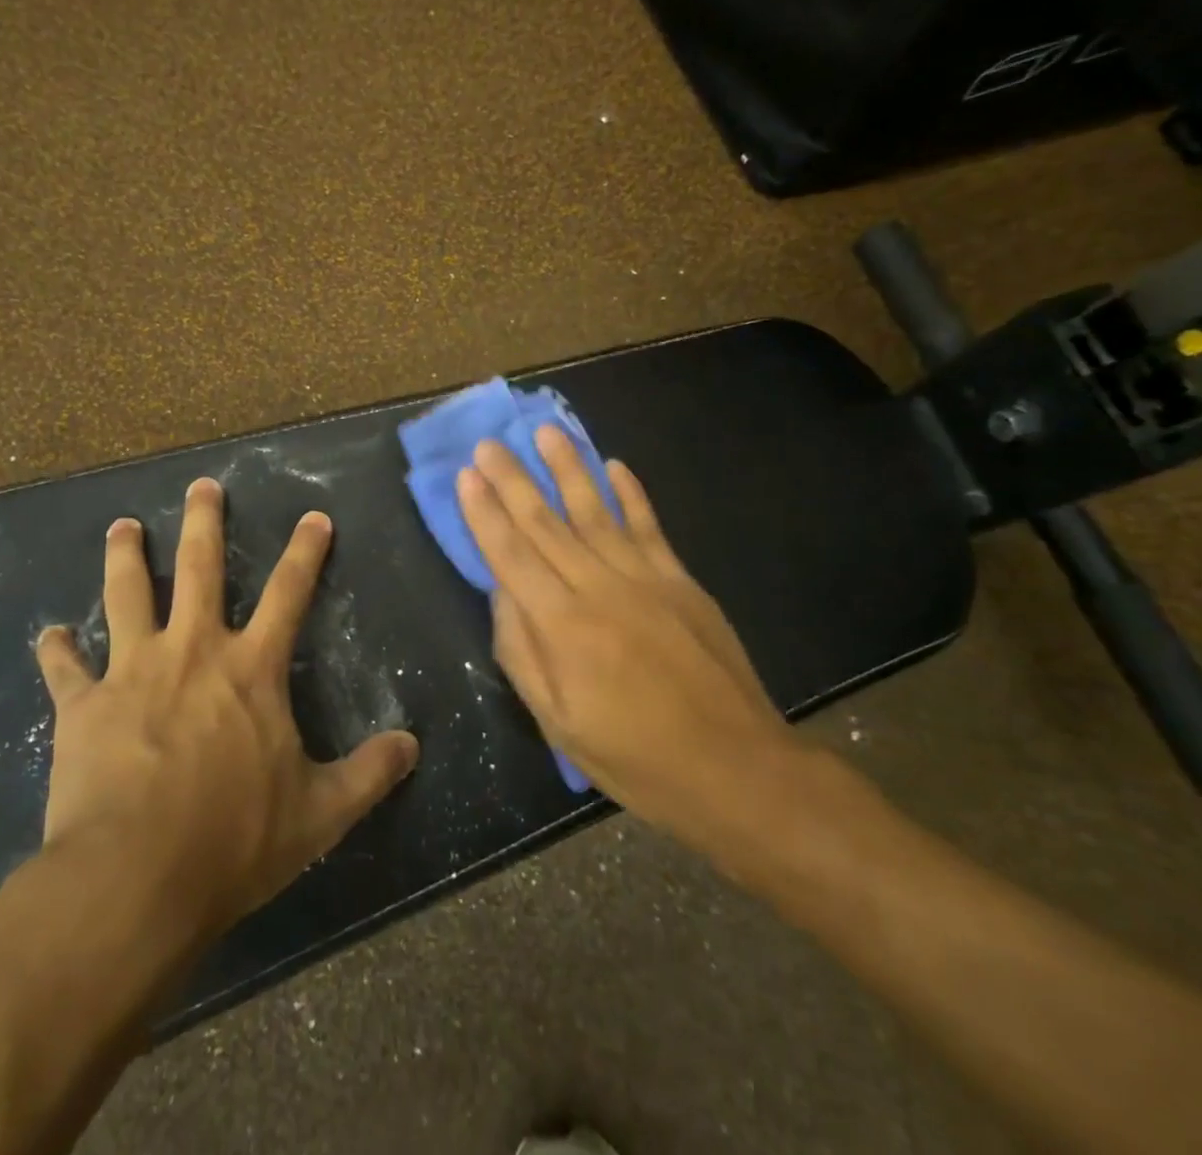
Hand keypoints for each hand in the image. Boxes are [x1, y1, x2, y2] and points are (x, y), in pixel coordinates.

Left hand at [31, 478, 418, 945]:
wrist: (134, 878)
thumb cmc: (233, 840)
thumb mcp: (320, 813)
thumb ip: (370, 774)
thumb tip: (413, 745)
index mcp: (251, 669)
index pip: (290, 594)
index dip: (306, 552)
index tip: (314, 516)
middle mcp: (193, 651)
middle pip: (200, 569)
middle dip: (204, 522)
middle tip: (201, 485)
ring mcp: (132, 671)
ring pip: (127, 595)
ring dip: (125, 557)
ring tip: (121, 527)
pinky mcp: (82, 706)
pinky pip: (65, 669)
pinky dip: (57, 650)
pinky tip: (50, 635)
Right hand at [457, 427, 812, 867]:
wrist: (735, 768)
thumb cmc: (635, 757)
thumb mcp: (558, 722)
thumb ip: (522, 651)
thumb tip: (500, 592)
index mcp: (563, 626)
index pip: (512, 554)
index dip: (485, 513)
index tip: (466, 476)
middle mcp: (599, 588)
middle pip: (546, 523)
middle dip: (513, 480)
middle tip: (489, 443)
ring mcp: (645, 578)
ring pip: (595, 511)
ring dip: (569, 468)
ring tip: (546, 432)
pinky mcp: (681, 580)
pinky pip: (649, 526)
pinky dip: (630, 493)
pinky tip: (615, 465)